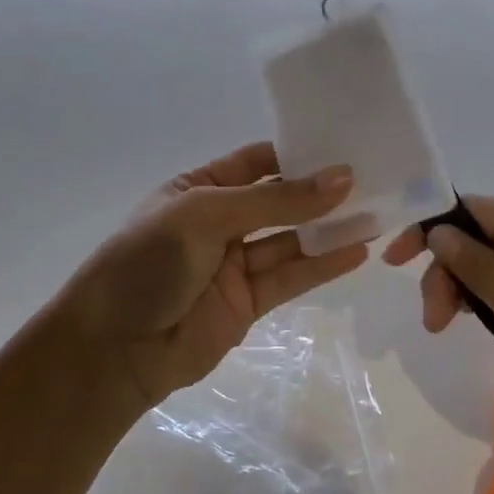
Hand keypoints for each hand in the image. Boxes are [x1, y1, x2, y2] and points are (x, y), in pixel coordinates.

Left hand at [56, 142, 369, 419]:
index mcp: (196, 188)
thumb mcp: (206, 216)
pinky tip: (358, 251)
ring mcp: (234, 264)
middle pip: (278, 202)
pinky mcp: (248, 302)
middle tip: (374, 178)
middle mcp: (218, 222)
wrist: (114, 348)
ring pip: (291, 240)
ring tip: (378, 212)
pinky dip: (323, 266)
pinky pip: (291, 277)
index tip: (346, 146)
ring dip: (330, 229)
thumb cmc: (148, 262)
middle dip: (320, 192)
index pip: (255, 162)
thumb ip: (276, 202)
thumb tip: (342, 179)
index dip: (297, 154)